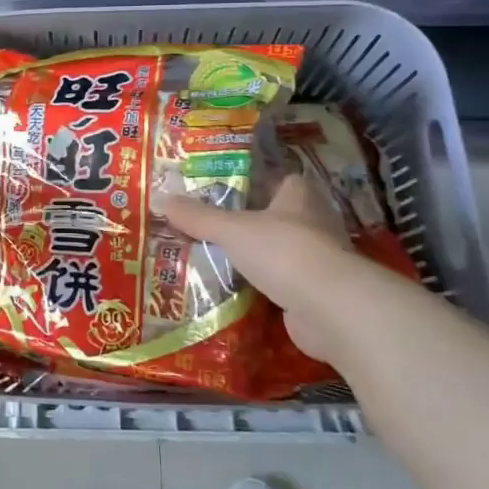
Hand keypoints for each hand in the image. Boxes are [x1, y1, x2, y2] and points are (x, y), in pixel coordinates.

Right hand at [154, 174, 403, 363]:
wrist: (329, 308)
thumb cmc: (283, 251)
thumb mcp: (231, 230)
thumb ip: (197, 217)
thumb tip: (159, 198)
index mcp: (299, 196)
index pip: (279, 180)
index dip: (255, 183)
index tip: (225, 191)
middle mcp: (314, 222)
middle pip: (278, 217)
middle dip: (252, 223)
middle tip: (213, 227)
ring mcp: (319, 260)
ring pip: (281, 252)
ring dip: (259, 258)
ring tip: (218, 260)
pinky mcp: (317, 293)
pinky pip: (284, 284)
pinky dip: (265, 288)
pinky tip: (238, 292)